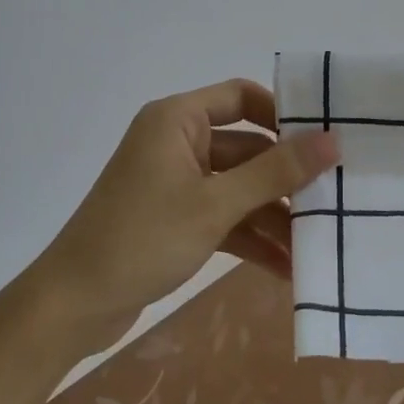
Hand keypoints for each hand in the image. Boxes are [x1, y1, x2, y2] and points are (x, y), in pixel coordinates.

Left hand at [20, 79, 339, 355]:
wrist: (71, 307)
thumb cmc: (142, 238)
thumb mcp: (214, 205)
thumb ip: (275, 172)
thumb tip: (332, 140)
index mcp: (178, 120)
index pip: (241, 96)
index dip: (283, 114)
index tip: (322, 141)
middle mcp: (178, 142)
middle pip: (246, 148)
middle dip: (285, 179)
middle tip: (332, 200)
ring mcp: (176, 182)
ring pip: (238, 188)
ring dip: (272, 216)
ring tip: (316, 245)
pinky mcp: (175, 219)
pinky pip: (223, 217)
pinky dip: (251, 238)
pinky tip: (287, 268)